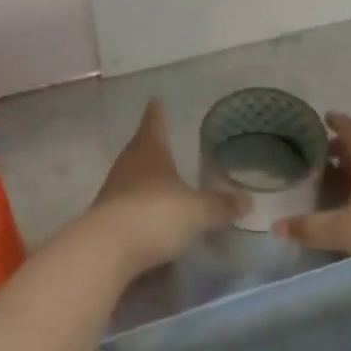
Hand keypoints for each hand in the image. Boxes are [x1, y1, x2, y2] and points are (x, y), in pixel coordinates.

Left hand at [80, 101, 243, 278]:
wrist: (107, 250)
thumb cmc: (156, 215)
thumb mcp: (197, 211)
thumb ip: (220, 205)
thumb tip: (246, 200)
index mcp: (149, 152)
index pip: (154, 124)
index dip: (157, 113)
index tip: (155, 100)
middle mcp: (127, 167)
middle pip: (139, 150)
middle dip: (151, 147)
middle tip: (162, 143)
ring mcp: (112, 194)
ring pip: (131, 179)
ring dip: (144, 180)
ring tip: (160, 183)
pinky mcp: (104, 221)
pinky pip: (126, 207)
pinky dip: (138, 208)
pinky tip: (150, 218)